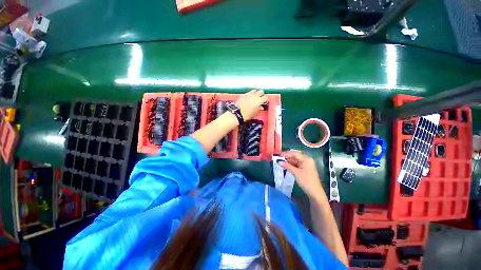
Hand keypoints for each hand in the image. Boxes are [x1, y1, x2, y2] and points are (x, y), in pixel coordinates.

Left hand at [235, 89, 267, 120]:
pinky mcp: (244, 94)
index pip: (265, 97)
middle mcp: (255, 96)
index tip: (264, 102)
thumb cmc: (247, 115)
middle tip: (260, 98)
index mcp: (259, 101)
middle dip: (261, 94)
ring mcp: (249, 94)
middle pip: (261, 92)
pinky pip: (249, 92)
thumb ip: (259, 109)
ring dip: (256, 93)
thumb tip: (261, 107)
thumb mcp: (255, 113)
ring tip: (255, 97)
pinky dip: (250, 94)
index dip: (265, 100)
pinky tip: (249, 97)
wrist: (238, 113)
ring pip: (255, 90)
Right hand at [279, 151, 323, 198]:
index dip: (286, 154)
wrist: (315, 192)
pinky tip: (285, 165)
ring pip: (295, 161)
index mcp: (306, 159)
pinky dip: (291, 165)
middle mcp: (307, 160)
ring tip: (280, 162)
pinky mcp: (305, 169)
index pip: (295, 154)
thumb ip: (287, 166)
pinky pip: (297, 165)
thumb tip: (279, 162)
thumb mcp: (295, 173)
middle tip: (279, 158)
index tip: (279, 155)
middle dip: (287, 157)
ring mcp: (306, 165)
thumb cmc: (306, 181)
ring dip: (288, 161)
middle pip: (295, 156)